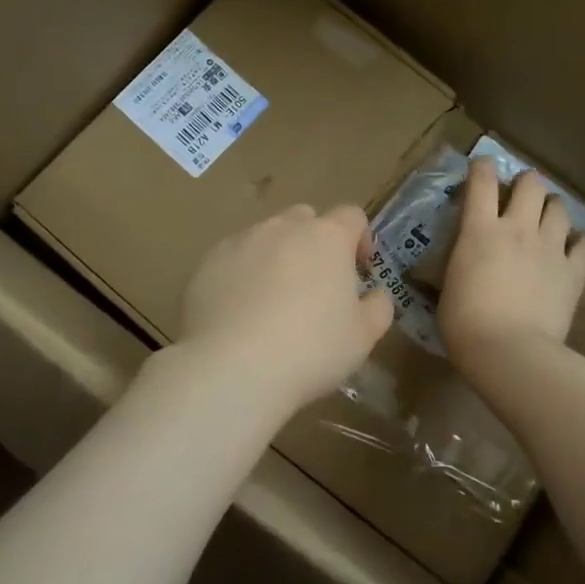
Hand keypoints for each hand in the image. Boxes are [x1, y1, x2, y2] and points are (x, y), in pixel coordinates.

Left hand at [179, 204, 394, 413]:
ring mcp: (239, 242)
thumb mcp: (363, 337)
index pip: (352, 216)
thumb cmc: (311, 349)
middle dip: (315, 242)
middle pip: (305, 219)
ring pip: (265, 237)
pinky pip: (232, 260)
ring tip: (273, 301)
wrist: (233, 368)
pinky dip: (241, 276)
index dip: (360, 238)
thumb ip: (378, 307)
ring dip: (276, 257)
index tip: (360, 269)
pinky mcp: (206, 264)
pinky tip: (240, 313)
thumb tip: (376, 294)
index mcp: (327, 237)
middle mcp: (282, 228)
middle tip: (316, 284)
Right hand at [439, 158, 584, 370]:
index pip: (482, 180)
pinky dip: (579, 241)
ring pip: (560, 207)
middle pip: (530, 183)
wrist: (509, 351)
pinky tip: (572, 248)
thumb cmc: (464, 324)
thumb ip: (460, 262)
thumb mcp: (448, 286)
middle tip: (519, 197)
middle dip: (525, 184)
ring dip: (551, 208)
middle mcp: (518, 228)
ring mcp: (550, 247)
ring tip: (546, 219)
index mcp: (479, 230)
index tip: (481, 169)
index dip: (482, 168)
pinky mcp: (573, 271)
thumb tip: (463, 261)